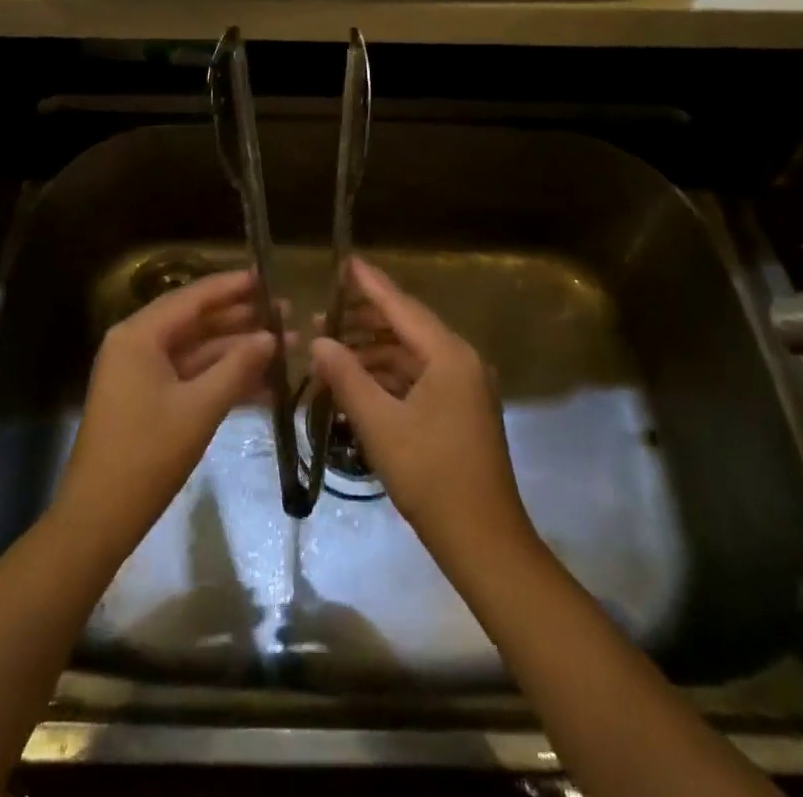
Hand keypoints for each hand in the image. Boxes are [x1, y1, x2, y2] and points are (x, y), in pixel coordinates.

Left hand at [56, 269, 275, 557]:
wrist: (98, 520)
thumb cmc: (147, 455)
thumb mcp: (200, 408)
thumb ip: (238, 367)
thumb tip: (272, 337)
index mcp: (139, 336)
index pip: (192, 298)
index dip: (232, 286)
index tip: (268, 276)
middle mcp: (137, 345)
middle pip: (196, 322)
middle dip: (241, 319)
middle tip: (286, 311)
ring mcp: (141, 375)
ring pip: (197, 352)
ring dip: (238, 351)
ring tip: (286, 344)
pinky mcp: (148, 401)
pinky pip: (190, 377)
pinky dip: (222, 378)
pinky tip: (264, 383)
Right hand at [310, 260, 533, 566]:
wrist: (484, 541)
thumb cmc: (431, 477)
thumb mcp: (380, 424)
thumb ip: (347, 377)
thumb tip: (318, 341)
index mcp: (449, 355)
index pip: (402, 306)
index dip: (370, 283)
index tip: (345, 260)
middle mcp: (461, 360)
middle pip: (407, 326)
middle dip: (365, 319)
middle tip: (323, 312)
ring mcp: (464, 386)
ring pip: (411, 353)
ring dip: (373, 350)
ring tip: (331, 349)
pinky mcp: (460, 409)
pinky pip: (418, 376)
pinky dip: (388, 375)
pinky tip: (358, 381)